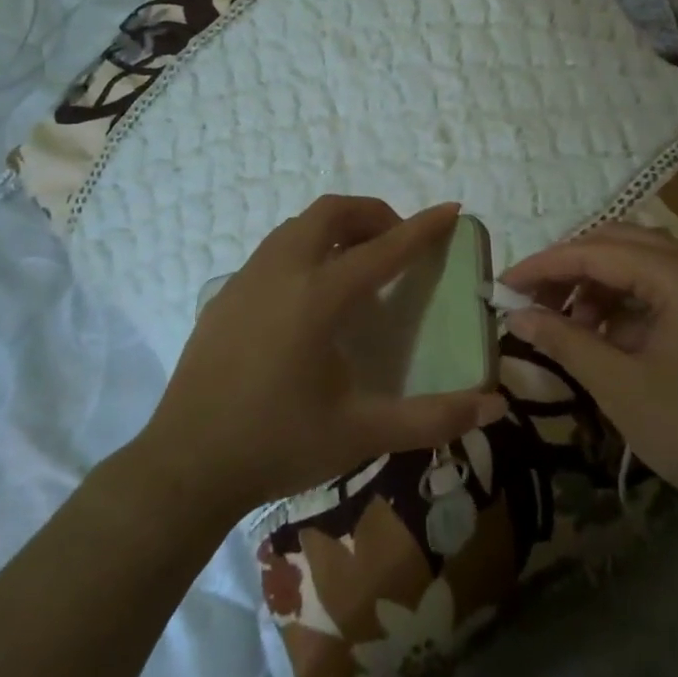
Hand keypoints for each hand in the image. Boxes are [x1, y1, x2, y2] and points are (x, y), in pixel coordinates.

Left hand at [139, 196, 507, 520]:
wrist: (185, 466)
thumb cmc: (278, 445)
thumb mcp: (362, 433)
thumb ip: (431, 418)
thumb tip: (492, 407)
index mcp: (318, 296)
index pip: (383, 249)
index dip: (422, 228)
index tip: (450, 210)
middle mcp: (281, 272)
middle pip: (331, 212)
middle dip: (373, 214)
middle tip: (398, 242)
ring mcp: (246, 280)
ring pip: (297, 226)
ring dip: (336, 228)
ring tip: (359, 265)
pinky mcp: (224, 296)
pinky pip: (273, 251)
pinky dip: (305, 249)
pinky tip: (310, 298)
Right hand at [502, 223, 677, 537]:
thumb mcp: (622, 387)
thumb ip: (565, 341)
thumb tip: (516, 315)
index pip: (595, 251)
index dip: (542, 266)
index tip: (502, 287)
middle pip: (618, 242)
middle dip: (569, 269)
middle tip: (530, 301)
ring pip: (641, 261)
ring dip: (598, 284)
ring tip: (569, 325)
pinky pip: (664, 284)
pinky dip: (628, 302)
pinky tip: (608, 336)